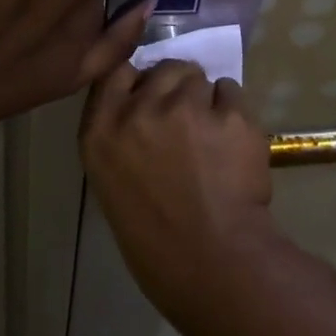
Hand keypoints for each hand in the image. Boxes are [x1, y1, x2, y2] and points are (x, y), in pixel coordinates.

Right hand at [80, 59, 280, 315]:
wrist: (213, 266)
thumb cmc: (156, 241)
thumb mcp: (113, 182)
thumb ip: (121, 133)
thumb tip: (143, 103)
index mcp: (101, 130)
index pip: (117, 72)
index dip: (138, 80)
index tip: (150, 96)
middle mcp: (139, 109)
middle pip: (163, 69)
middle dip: (176, 88)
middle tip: (187, 124)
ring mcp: (186, 107)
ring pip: (200, 78)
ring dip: (206, 99)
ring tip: (212, 138)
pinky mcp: (229, 113)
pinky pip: (232, 91)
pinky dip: (234, 112)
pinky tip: (234, 145)